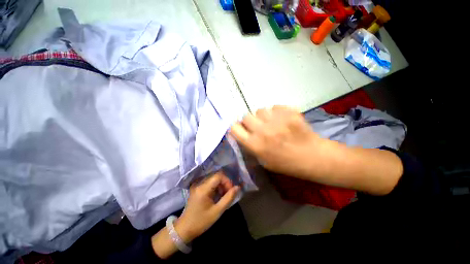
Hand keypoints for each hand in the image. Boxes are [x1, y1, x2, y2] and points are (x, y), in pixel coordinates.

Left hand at [175, 172, 239, 242]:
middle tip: (228, 194)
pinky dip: (216, 187)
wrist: (184, 229)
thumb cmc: (201, 222)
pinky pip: (209, 183)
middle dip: (225, 183)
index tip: (231, 190)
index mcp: (204, 188)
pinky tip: (217, 196)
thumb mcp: (217, 211)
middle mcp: (200, 184)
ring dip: (221, 185)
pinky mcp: (197, 188)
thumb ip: (228, 198)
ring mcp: (197, 185)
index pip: (218, 176)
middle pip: (216, 176)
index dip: (227, 181)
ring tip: (223, 196)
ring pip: (213, 179)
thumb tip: (237, 187)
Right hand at [230, 106, 326, 178]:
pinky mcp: (289, 113)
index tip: (242, 129)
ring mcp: (277, 120)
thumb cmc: (286, 163)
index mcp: (255, 145)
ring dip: (263, 116)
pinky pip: (275, 107)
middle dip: (250, 121)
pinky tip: (283, 120)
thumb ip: (251, 146)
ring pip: (260, 110)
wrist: (313, 157)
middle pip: (246, 116)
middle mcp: (263, 131)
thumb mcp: (263, 161)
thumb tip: (243, 133)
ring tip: (272, 123)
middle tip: (258, 126)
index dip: (237, 128)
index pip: (234, 128)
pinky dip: (277, 112)